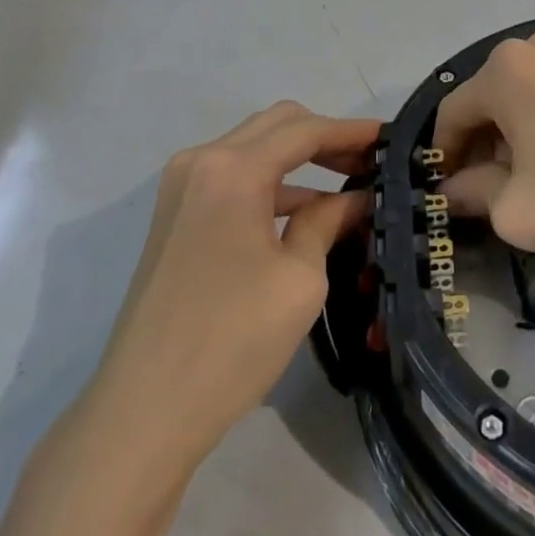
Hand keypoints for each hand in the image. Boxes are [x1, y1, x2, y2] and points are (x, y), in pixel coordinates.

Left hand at [89, 103, 377, 464]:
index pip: (304, 130)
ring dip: (299, 159)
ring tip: (348, 185)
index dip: (351, 131)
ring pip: (253, 148)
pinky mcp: (176, 213)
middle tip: (369, 162)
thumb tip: (355, 198)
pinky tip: (306, 211)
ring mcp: (182, 186)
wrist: (144, 410)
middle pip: (276, 125)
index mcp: (233, 169)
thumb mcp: (299, 279)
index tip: (390, 137)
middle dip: (325, 137)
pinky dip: (272, 184)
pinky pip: (233, 177)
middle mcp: (201, 161)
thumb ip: (327, 221)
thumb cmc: (232, 342)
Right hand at [434, 31, 534, 275]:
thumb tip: (451, 190)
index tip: (446, 199)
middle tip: (484, 200)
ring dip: (509, 143)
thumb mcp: (517, 211)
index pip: (451, 113)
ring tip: (523, 189)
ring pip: (516, 102)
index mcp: (504, 69)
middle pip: (484, 103)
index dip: (443, 158)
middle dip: (477, 150)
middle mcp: (533, 48)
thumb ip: (471, 194)